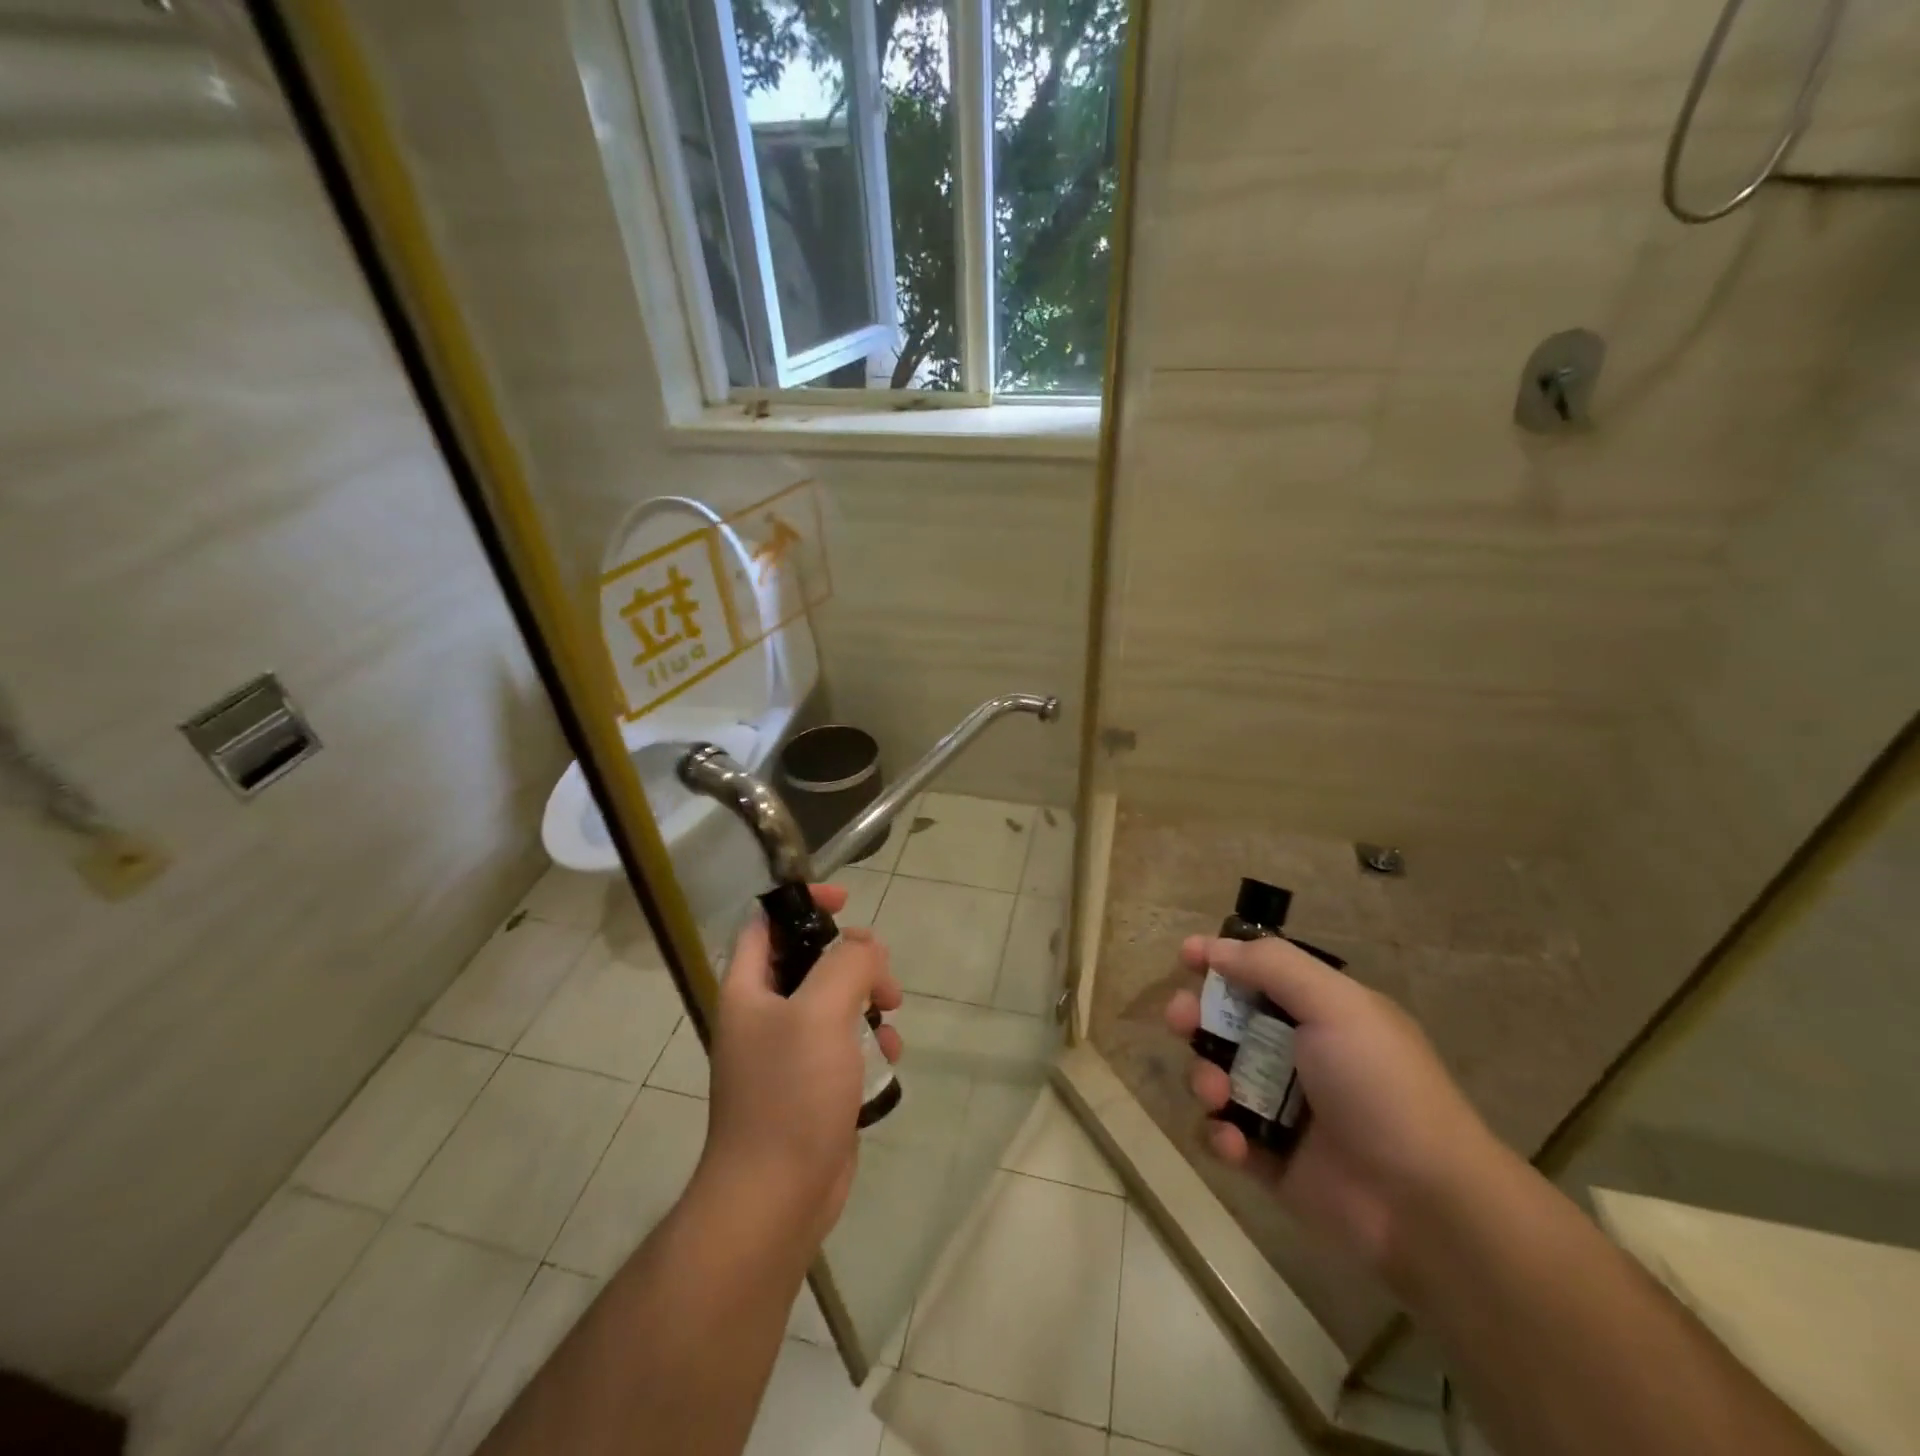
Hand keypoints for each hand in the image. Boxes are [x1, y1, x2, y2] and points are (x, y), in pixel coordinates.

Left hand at [701, 884, 904, 1248]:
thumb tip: (865, 947)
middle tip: (881, 974)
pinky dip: (869, 1041)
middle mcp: (763, 1015)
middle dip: (852, 958)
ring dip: (867, 1000)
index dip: (801, 902)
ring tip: (891, 1016)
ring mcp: (787, 1052)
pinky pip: (844, 1043)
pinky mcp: (811, 1085)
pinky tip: (889, 1059)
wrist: (776, 1198)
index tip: (845, 901)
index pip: (765, 922)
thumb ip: (847, 964)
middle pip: (808, 959)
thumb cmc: (790, 1094)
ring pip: (833, 1001)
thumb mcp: (821, 1012)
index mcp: (747, 989)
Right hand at [1164, 935, 1497, 1277]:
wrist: (1424, 1204)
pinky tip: (1235, 1143)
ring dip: (1204, 1078)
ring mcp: (1281, 1108)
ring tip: (1217, 1095)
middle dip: (1195, 1016)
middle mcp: (1296, 1053)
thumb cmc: (1380, 1087)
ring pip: (1215, 1075)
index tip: (1187, 956)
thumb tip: (1215, 948)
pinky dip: (1220, 1134)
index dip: (1220, 961)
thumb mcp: (1336, 1006)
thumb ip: (1273, 967)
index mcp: (1319, 1012)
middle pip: (1225, 1022)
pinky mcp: (1269, 1158)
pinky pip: (1223, 1134)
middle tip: (1180, 1020)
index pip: (1258, 973)